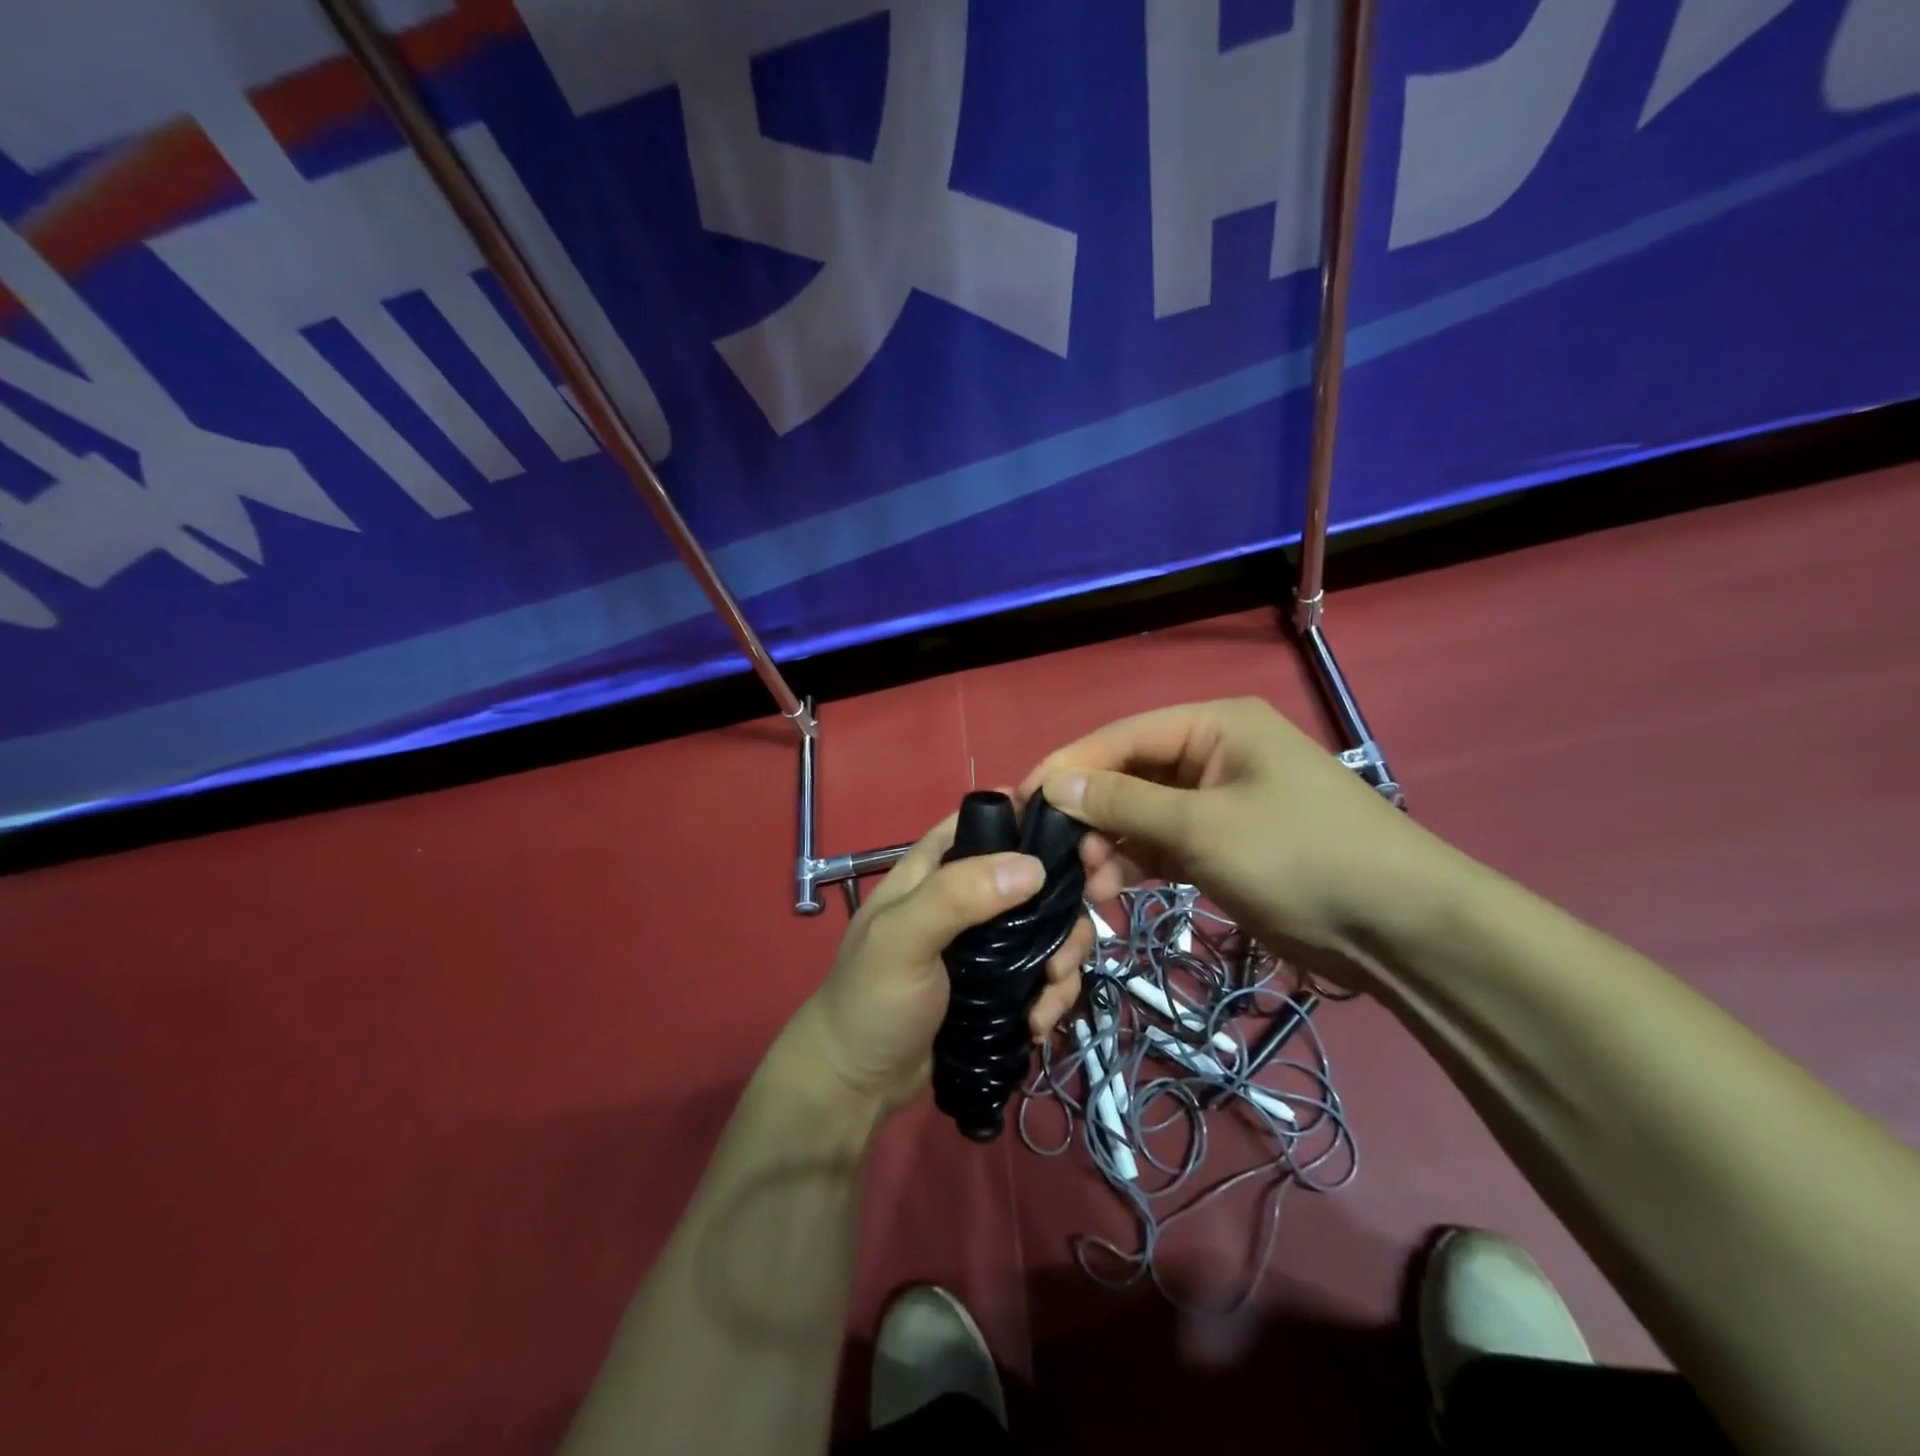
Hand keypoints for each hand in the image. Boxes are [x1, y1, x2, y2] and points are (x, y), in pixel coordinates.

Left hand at [795, 811, 1092, 1113]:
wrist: (857, 1084)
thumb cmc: (870, 999)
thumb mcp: (902, 938)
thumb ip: (956, 895)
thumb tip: (1034, 866)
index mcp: (937, 867)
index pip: (992, 820)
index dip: (1037, 822)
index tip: (1082, 847)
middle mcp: (968, 896)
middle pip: (1036, 877)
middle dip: (1065, 907)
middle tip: (1073, 941)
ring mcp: (987, 943)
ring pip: (1048, 929)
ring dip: (1063, 959)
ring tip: (1050, 993)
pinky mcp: (1001, 985)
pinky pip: (1044, 975)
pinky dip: (1052, 995)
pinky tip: (1038, 1024)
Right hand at [1019, 697, 1433, 989]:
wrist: (1400, 928)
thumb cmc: (1299, 856)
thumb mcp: (1202, 826)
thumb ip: (1123, 803)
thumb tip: (1053, 785)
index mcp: (1214, 725)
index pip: (1122, 736)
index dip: (1070, 766)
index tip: (1022, 800)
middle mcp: (1213, 754)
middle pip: (1130, 774)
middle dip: (1092, 813)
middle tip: (1058, 856)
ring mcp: (1219, 802)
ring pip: (1143, 813)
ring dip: (1111, 844)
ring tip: (1088, 884)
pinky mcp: (1224, 845)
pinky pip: (1164, 844)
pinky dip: (1137, 864)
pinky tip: (1111, 892)